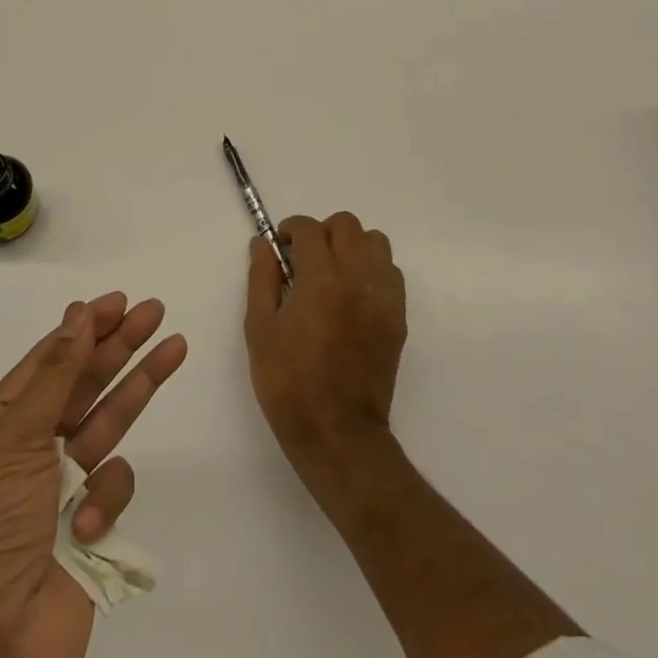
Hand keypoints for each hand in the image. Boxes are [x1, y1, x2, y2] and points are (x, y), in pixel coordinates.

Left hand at [0, 293, 186, 657]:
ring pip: (109, 422)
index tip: (116, 302)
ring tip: (174, 347)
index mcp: (1, 426)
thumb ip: (54, 376)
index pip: (48, 361)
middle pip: (84, 383)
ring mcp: (63, 486)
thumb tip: (76, 314)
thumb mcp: (14, 440)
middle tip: (155, 311)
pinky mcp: (90, 524)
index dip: (81, 329)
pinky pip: (113, 486)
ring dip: (138, 385)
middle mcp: (32, 448)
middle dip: (119, 345)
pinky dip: (107, 497)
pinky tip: (91, 521)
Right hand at [245, 212, 405, 476]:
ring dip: (352, 246)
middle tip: (304, 259)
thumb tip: (263, 243)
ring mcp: (383, 297)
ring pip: (375, 242)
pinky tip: (353, 293)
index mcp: (321, 279)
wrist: (337, 432)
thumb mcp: (260, 328)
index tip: (280, 247)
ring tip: (332, 272)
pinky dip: (372, 270)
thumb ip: (262, 277)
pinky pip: (391, 272)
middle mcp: (358, 278)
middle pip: (347, 225)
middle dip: (321, 233)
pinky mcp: (398, 317)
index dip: (290, 229)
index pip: (309, 228)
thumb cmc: (288, 382)